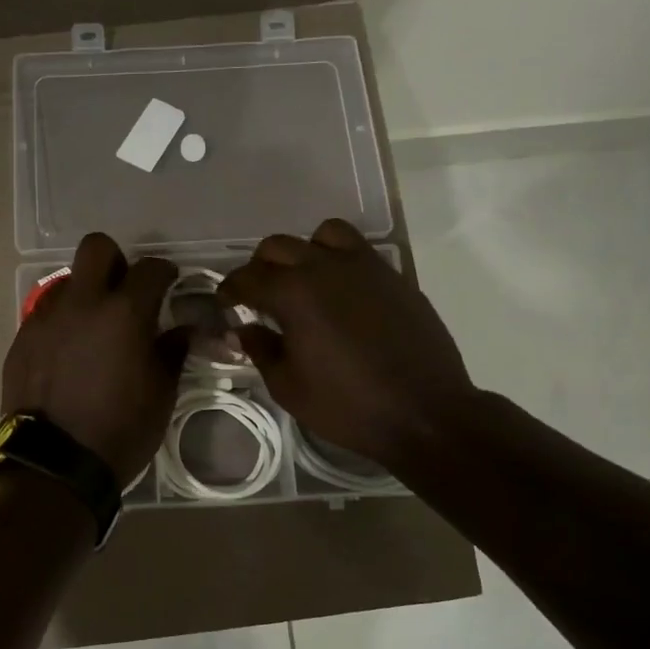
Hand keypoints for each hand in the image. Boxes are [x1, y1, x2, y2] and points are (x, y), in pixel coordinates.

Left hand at [2, 234, 189, 486]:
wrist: (53, 463)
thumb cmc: (120, 430)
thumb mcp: (161, 394)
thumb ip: (172, 351)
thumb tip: (183, 330)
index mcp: (124, 313)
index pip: (150, 268)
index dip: (164, 272)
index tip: (169, 284)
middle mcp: (82, 303)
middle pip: (97, 248)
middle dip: (116, 261)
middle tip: (125, 292)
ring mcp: (46, 318)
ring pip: (67, 282)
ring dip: (86, 294)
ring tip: (94, 329)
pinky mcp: (22, 338)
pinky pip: (46, 314)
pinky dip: (63, 323)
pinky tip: (69, 354)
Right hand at [220, 219, 478, 472]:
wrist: (425, 413)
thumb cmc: (348, 406)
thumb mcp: (288, 387)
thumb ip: (261, 349)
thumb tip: (244, 329)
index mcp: (293, 293)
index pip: (247, 278)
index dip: (229, 290)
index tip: (225, 304)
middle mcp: (325, 267)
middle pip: (277, 247)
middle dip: (259, 268)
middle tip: (258, 296)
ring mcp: (364, 266)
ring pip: (321, 234)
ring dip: (302, 252)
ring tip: (302, 281)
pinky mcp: (392, 275)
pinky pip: (357, 249)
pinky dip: (337, 258)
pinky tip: (339, 291)